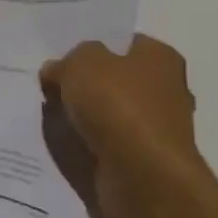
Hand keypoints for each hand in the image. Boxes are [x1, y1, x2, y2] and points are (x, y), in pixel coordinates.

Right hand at [39, 36, 204, 217]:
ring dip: (85, 116)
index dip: (91, 48)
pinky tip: (68, 142)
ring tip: (52, 117)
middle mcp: (167, 88)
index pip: (122, 43)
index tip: (61, 59)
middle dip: (85, 84)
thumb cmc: (117, 105)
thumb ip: (67, 60)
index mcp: (160, 57)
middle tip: (51, 87)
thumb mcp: (81, 63)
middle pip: (115, 79)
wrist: (141, 174)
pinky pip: (109, 142)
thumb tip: (58, 70)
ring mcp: (158, 127)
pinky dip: (90, 142)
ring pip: (110, 112)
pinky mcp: (146, 159)